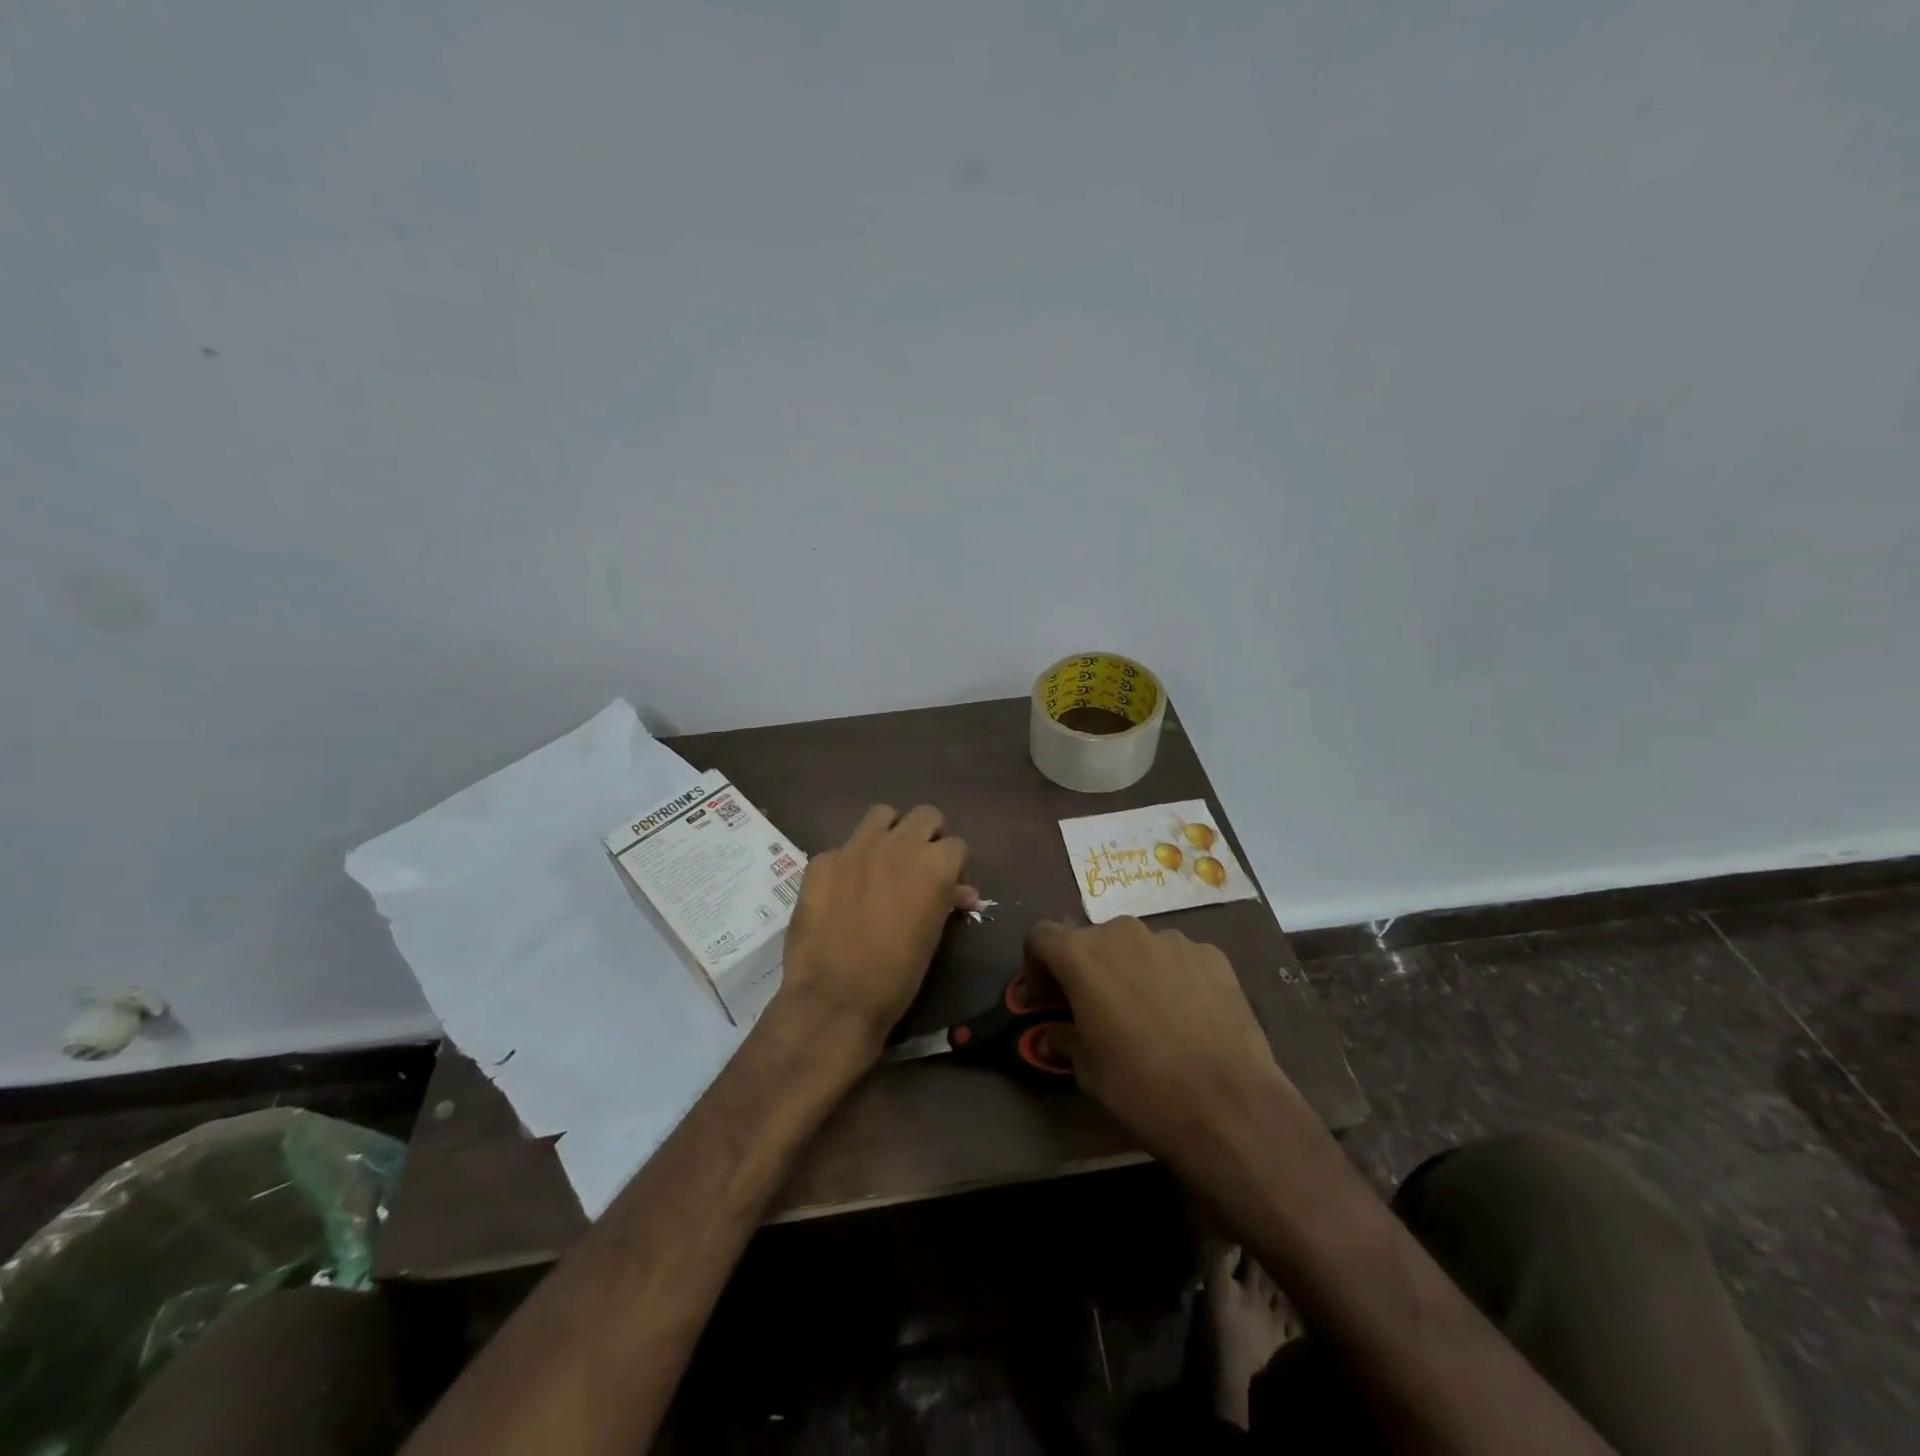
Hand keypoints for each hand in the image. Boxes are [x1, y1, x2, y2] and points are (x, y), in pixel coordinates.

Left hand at [776, 804, 974, 1058]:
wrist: (834, 997)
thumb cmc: (897, 976)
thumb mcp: (933, 938)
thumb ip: (946, 902)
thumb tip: (960, 892)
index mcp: (934, 866)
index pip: (957, 845)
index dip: (953, 866)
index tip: (946, 886)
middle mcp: (899, 845)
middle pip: (925, 816)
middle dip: (927, 836)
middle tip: (918, 865)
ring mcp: (856, 847)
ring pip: (882, 815)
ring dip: (889, 833)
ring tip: (882, 862)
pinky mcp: (823, 859)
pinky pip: (843, 846)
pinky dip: (849, 862)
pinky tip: (842, 890)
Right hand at [1029, 918, 1301, 1163]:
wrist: (1229, 1105)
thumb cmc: (1141, 1088)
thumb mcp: (1087, 1071)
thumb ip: (1065, 1038)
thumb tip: (1057, 1032)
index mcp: (1082, 955)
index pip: (1040, 935)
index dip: (1037, 964)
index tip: (1047, 999)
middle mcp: (1123, 933)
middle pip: (1091, 940)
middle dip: (1087, 969)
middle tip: (1096, 1010)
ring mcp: (1172, 940)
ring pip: (1137, 947)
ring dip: (1131, 971)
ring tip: (1149, 1015)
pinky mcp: (1212, 955)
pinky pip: (1178, 959)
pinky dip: (1172, 978)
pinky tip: (1187, 1017)